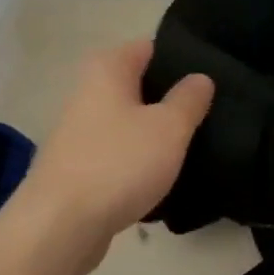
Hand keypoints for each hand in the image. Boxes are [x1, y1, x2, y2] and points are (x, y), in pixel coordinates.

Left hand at [14, 39, 213, 254]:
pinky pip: (118, 152)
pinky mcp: (78, 166)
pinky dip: (138, 160)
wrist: (59, 227)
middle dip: (171, 98)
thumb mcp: (169, 127)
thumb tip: (200, 77)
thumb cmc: (118, 164)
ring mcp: (79, 130)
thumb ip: (189, 98)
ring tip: (193, 146)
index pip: (151, 47)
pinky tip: (162, 177)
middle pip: (140, 85)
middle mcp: (88, 91)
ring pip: (130, 121)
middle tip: (211, 114)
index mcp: (107, 68)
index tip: (214, 78)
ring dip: (156, 133)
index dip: (182, 60)